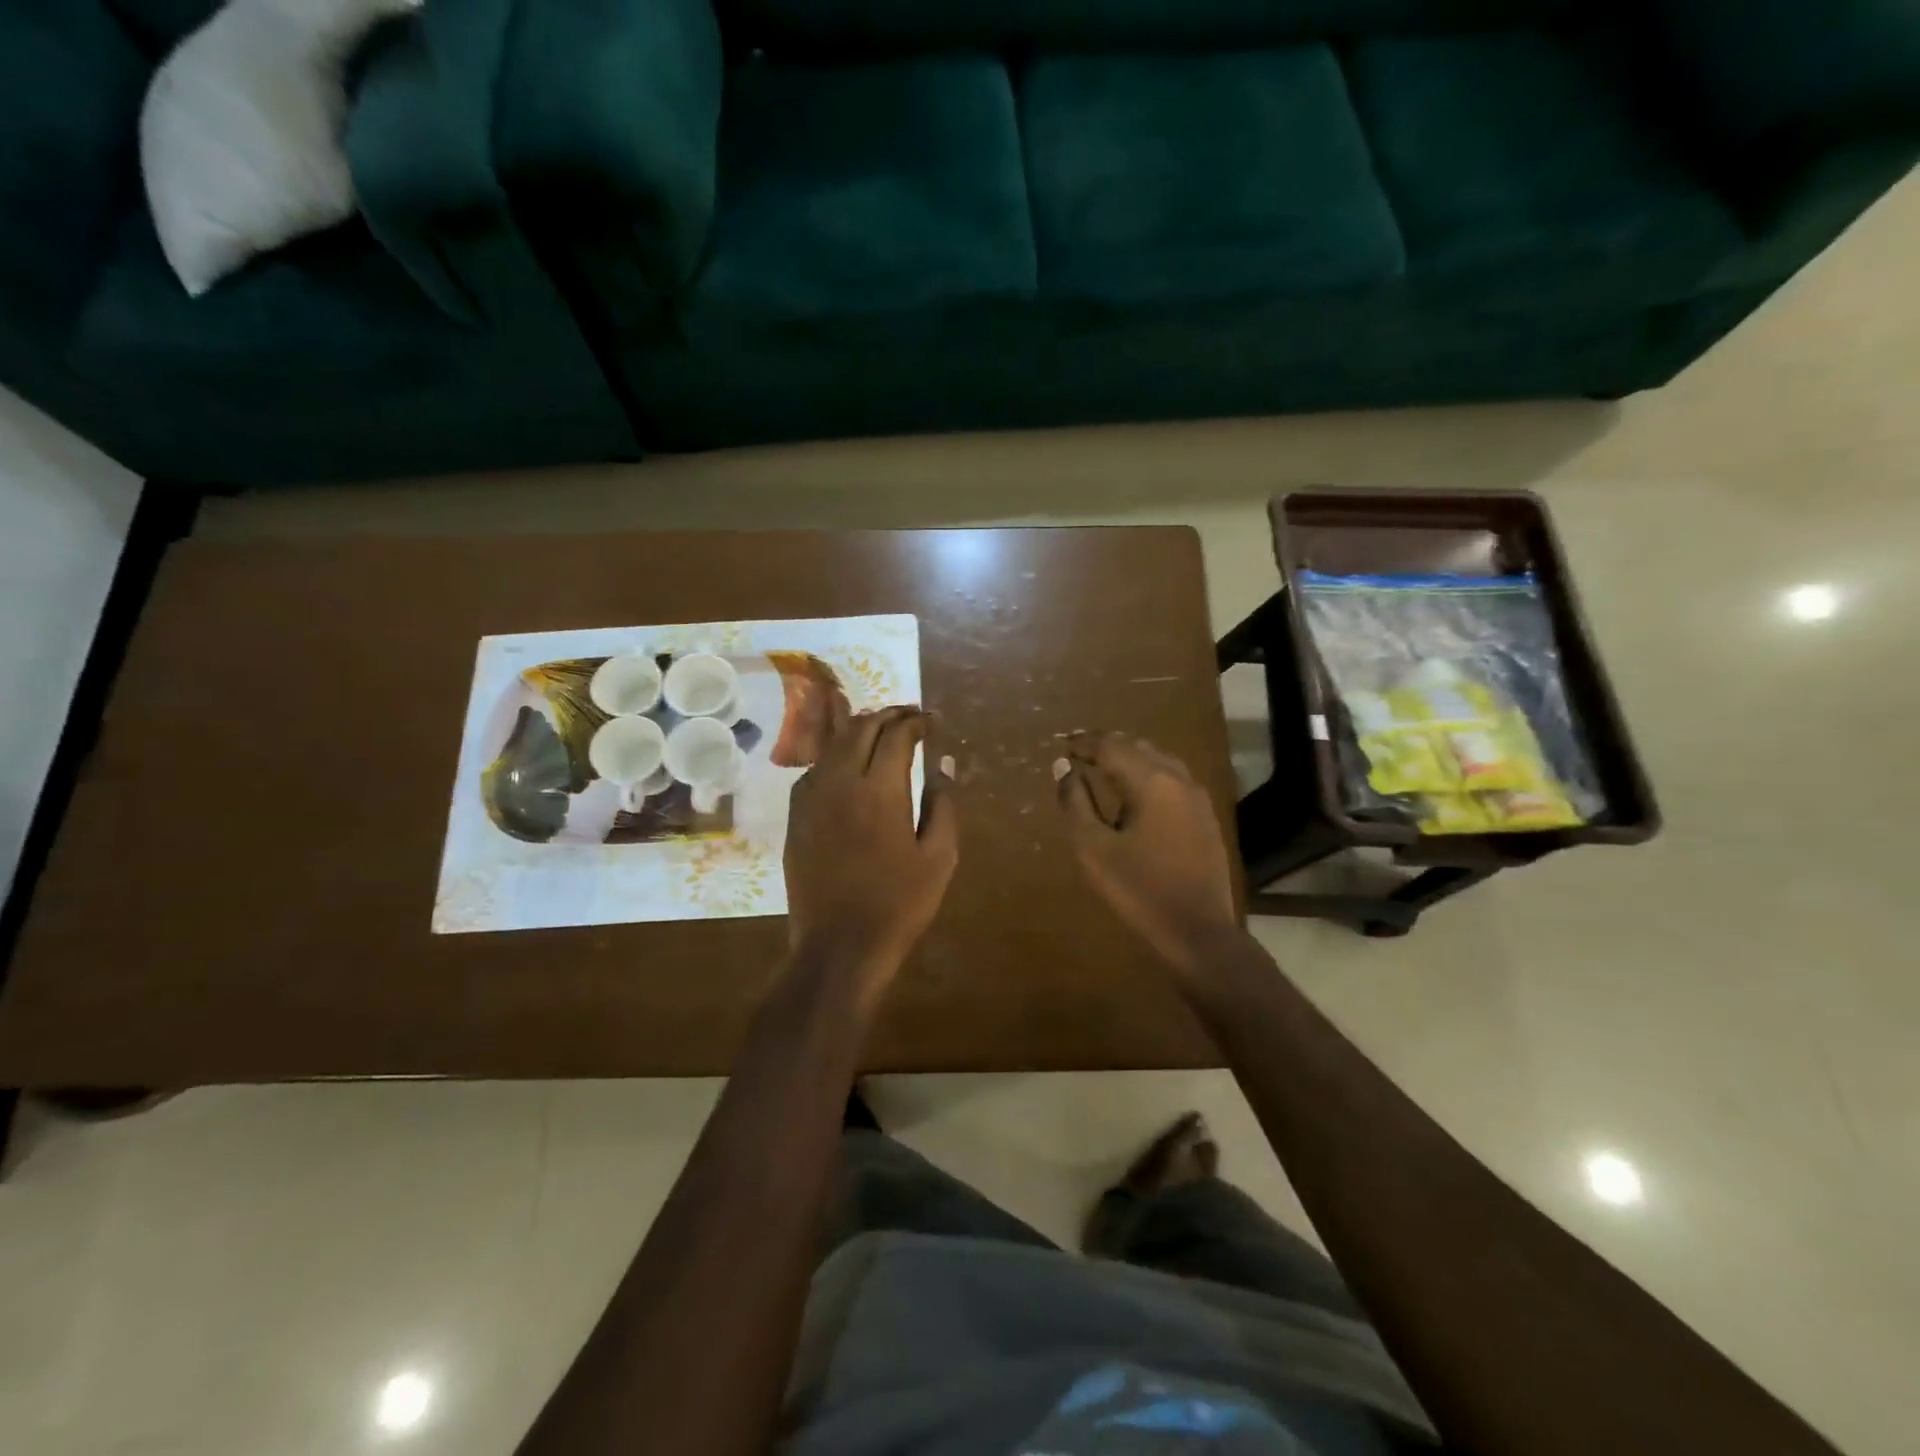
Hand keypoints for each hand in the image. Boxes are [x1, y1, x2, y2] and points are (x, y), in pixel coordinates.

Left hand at [784, 704, 957, 997]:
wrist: (839, 945)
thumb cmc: (899, 904)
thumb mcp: (938, 857)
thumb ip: (943, 804)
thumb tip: (943, 764)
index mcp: (880, 790)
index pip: (897, 735)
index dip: (917, 722)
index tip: (932, 722)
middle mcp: (841, 782)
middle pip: (861, 728)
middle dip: (888, 714)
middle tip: (909, 715)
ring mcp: (812, 798)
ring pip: (834, 744)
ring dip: (860, 728)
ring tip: (881, 729)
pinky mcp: (796, 816)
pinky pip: (816, 768)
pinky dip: (836, 754)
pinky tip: (849, 764)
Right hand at [1055, 733, 1239, 975]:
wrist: (1199, 933)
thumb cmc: (1138, 891)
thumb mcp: (1093, 849)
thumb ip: (1076, 803)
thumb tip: (1064, 767)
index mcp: (1150, 782)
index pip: (1110, 747)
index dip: (1083, 743)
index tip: (1062, 745)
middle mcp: (1178, 779)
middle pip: (1137, 747)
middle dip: (1107, 745)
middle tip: (1079, 751)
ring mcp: (1197, 797)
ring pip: (1159, 760)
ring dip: (1130, 758)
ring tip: (1104, 767)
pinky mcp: (1206, 817)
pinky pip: (1173, 779)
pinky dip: (1149, 774)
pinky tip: (1136, 793)